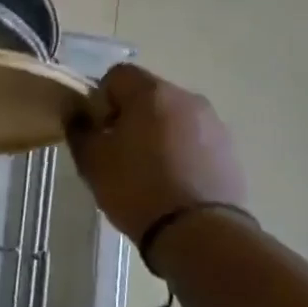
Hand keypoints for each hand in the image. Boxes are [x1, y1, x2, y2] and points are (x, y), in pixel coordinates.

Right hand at [66, 63, 245, 243]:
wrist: (198, 232)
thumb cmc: (136, 188)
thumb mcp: (92, 161)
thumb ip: (79, 129)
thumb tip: (78, 113)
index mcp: (151, 93)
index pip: (118, 74)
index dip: (101, 98)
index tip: (98, 129)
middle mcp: (187, 98)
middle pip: (148, 94)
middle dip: (129, 115)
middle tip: (117, 151)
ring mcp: (213, 123)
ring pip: (173, 117)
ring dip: (156, 133)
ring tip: (147, 169)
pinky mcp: (229, 150)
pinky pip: (194, 139)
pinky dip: (180, 151)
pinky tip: (171, 181)